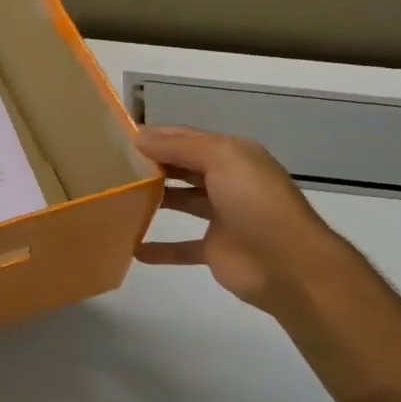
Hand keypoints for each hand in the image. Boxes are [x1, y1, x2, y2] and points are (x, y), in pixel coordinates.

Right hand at [133, 125, 345, 311]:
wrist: (289, 264)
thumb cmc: (256, 203)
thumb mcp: (222, 159)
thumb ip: (180, 146)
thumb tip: (138, 137)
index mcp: (233, 155)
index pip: (187, 138)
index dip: (156, 136)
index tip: (118, 140)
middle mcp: (228, 181)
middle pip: (183, 168)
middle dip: (152, 166)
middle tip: (111, 168)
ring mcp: (222, 217)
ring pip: (182, 202)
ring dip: (154, 200)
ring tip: (118, 199)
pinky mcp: (215, 249)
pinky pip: (181, 247)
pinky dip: (159, 248)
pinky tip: (133, 248)